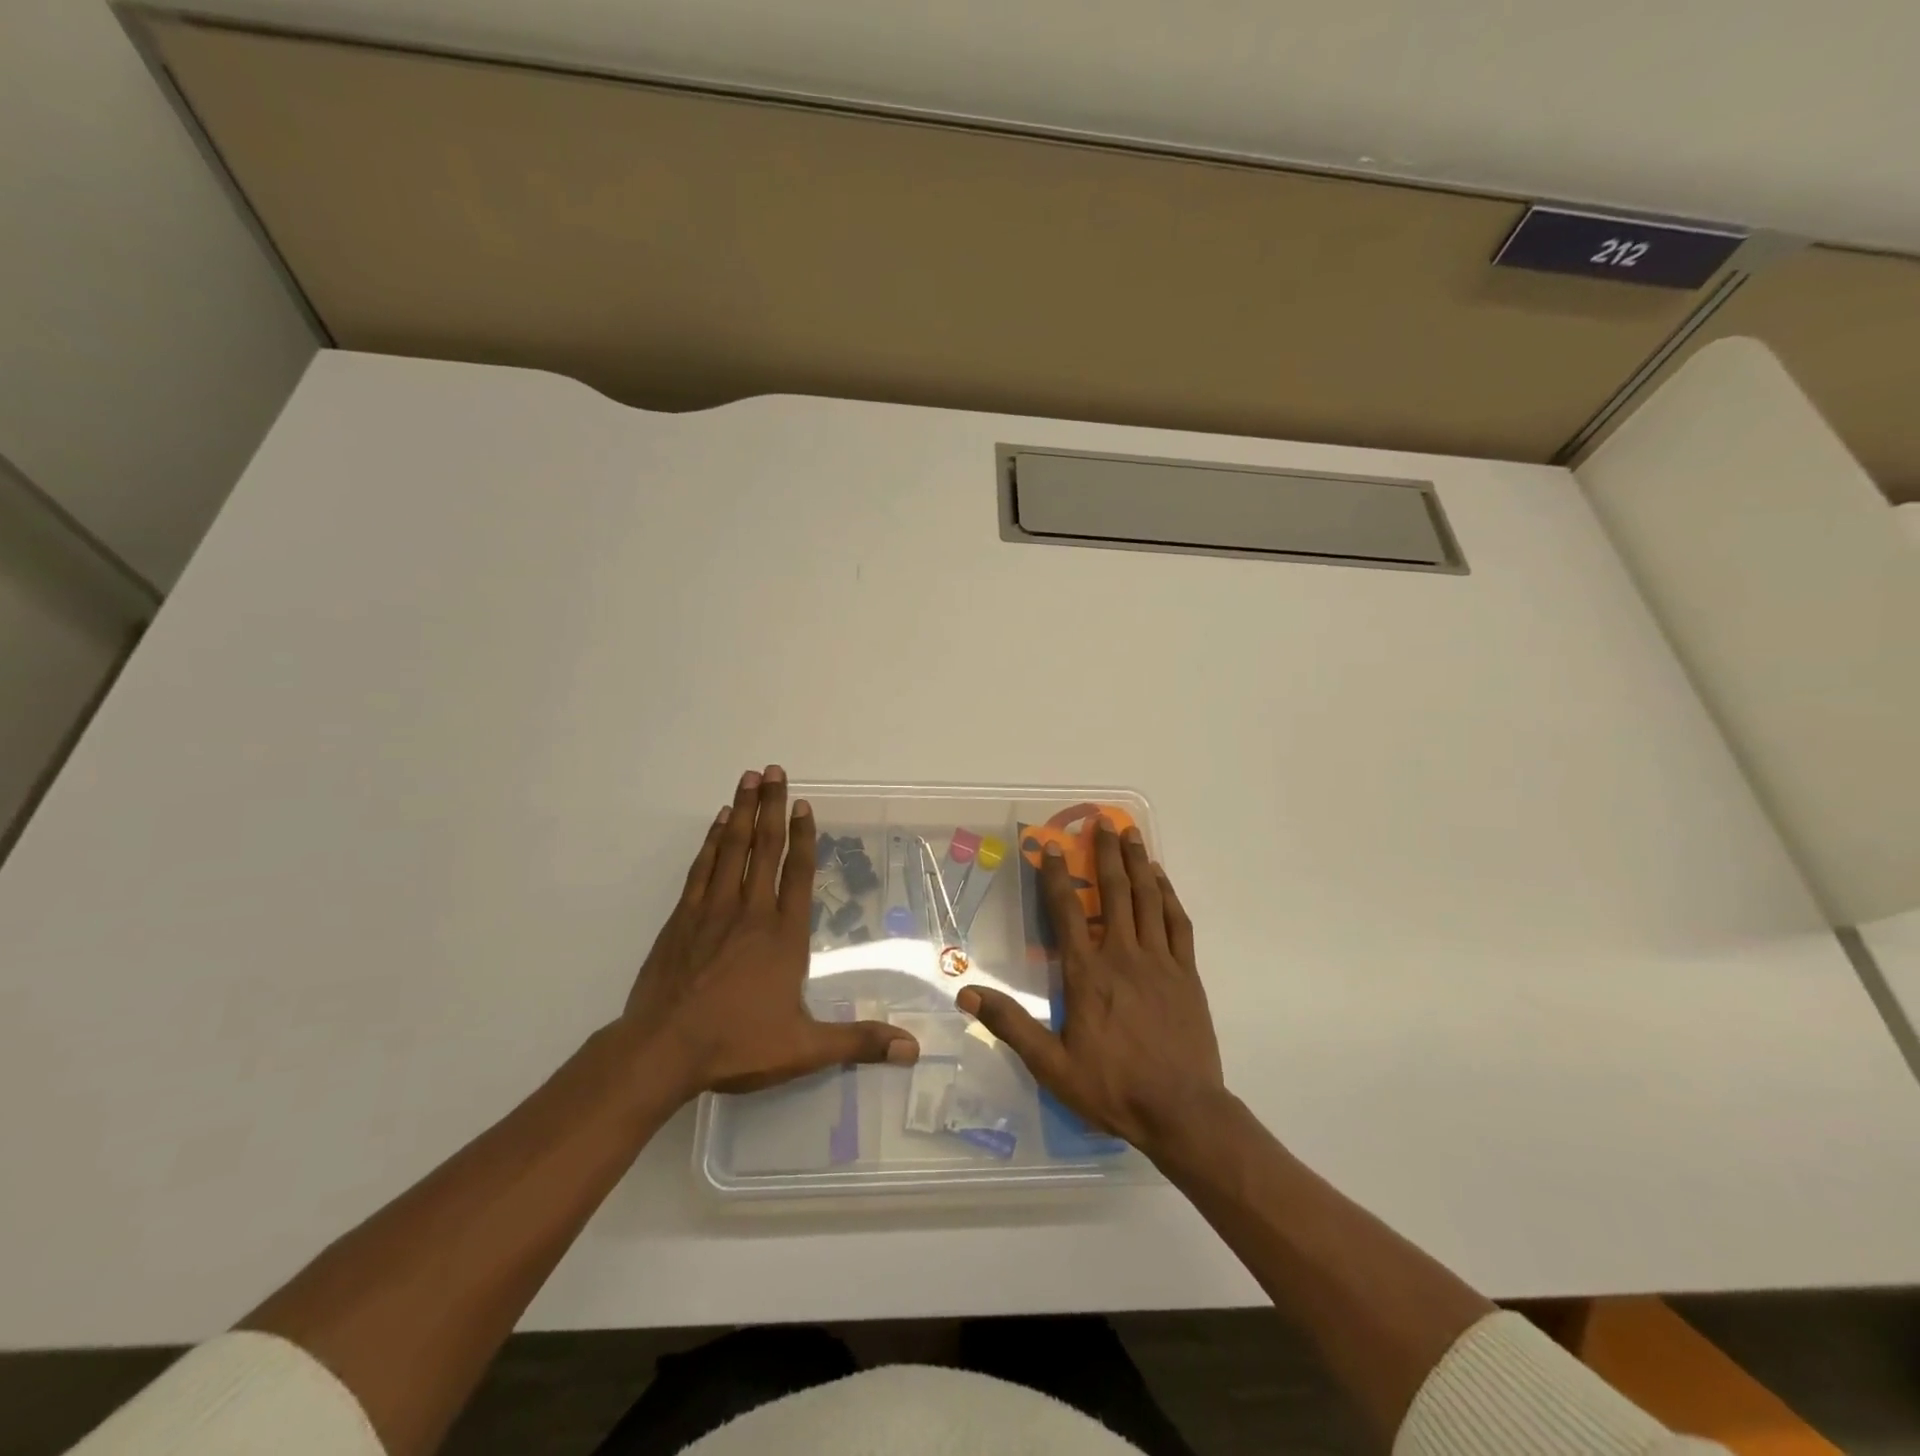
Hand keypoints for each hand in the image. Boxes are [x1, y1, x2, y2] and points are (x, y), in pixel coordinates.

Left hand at [623, 766, 918, 1100]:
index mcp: (783, 936)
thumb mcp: (804, 1049)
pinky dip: (711, 842)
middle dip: (772, 807)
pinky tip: (719, 824)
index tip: (804, 804)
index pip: (796, 874)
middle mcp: (750, 913)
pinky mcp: (681, 919)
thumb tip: (912, 1049)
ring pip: (731, 850)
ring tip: (749, 779)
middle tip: (775, 770)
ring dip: (742, 812)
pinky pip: (701, 869)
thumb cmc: (736, 1045)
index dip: (803, 837)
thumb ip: (858, 1042)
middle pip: (764, 849)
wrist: (662, 1052)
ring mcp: (712, 912)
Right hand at [957, 819, 1225, 1159]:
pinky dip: (1167, 896)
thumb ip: (1011, 1025)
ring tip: (1131, 834)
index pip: (1067, 912)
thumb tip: (967, 992)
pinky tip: (1161, 879)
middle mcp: (1123, 956)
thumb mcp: (1051, 1065)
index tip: (1052, 848)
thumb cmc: (1112, 1088)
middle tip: (1101, 821)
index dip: (1057, 876)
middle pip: (1112, 893)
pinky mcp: (1187, 973)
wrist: (1182, 1112)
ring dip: (1137, 863)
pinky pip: (1177, 923)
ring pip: (1146, 899)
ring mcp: (1159, 961)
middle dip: (1104, 854)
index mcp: (1087, 974)